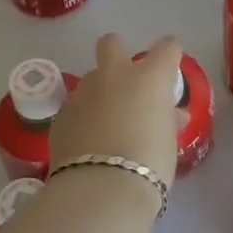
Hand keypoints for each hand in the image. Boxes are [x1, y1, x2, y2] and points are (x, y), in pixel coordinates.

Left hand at [50, 33, 182, 188]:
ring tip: (107, 123)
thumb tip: (171, 115)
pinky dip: (84, 117)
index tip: (170, 72)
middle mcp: (115, 75)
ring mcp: (83, 93)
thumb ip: (169, 119)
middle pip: (112, 43)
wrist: (101, 190)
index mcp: (149, 77)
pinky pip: (76, 106)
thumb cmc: (150, 163)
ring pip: (91, 78)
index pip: (168, 47)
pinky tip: (89, 141)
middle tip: (127, 83)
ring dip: (100, 92)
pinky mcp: (61, 114)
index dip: (171, 56)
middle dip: (119, 54)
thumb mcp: (169, 140)